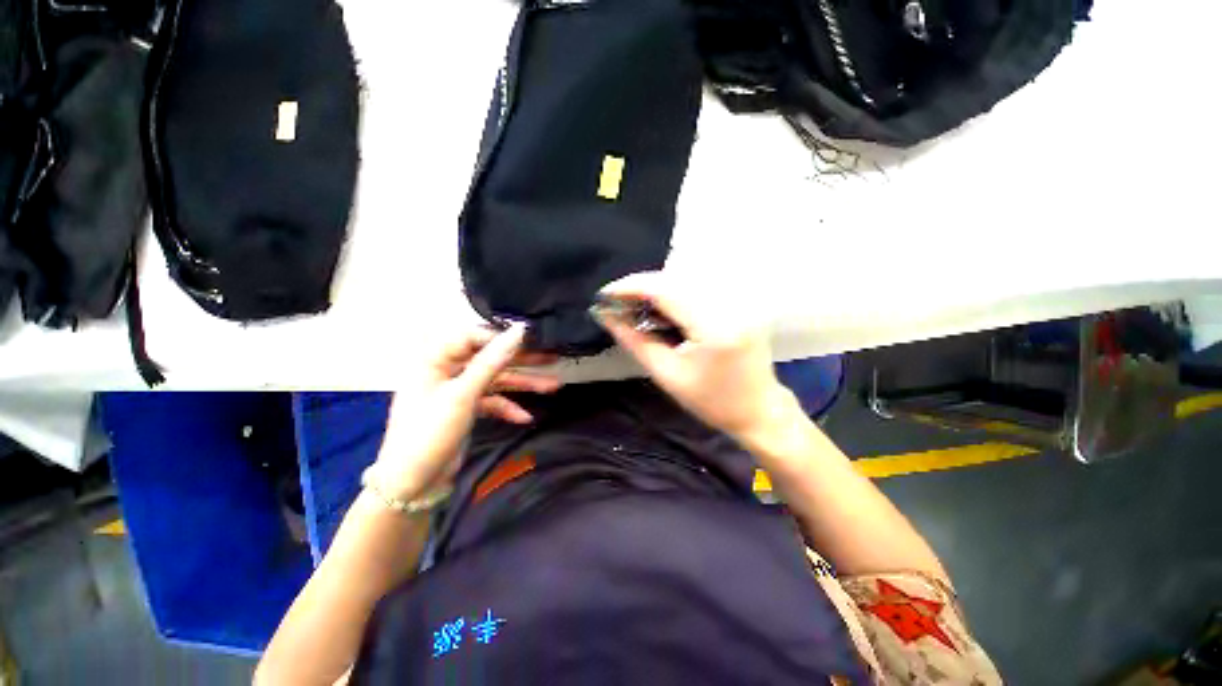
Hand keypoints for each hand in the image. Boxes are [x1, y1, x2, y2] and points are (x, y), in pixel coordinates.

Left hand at [370, 323, 560, 500]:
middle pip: (489, 358)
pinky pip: (493, 401)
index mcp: (435, 359)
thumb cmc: (430, 432)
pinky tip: (525, 417)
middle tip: (553, 357)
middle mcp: (447, 370)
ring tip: (553, 386)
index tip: (532, 340)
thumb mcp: (463, 394)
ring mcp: (458, 390)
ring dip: (523, 385)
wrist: (412, 484)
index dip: (502, 337)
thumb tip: (519, 331)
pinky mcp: (467, 408)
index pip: (473, 336)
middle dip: (521, 361)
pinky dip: (508, 408)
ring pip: (496, 380)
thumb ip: (492, 361)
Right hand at [593, 272, 800, 443]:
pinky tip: (660, 304)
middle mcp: (731, 304)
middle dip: (641, 285)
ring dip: (656, 286)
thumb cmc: (711, 401)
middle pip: (676, 278)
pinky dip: (674, 290)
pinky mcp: (741, 300)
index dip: (632, 287)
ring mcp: (740, 299)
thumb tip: (606, 315)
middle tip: (617, 301)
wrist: (758, 409)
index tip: (605, 294)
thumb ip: (635, 341)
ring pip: (687, 278)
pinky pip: (699, 285)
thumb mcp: (667, 375)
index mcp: (715, 327)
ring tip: (633, 303)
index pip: (666, 290)